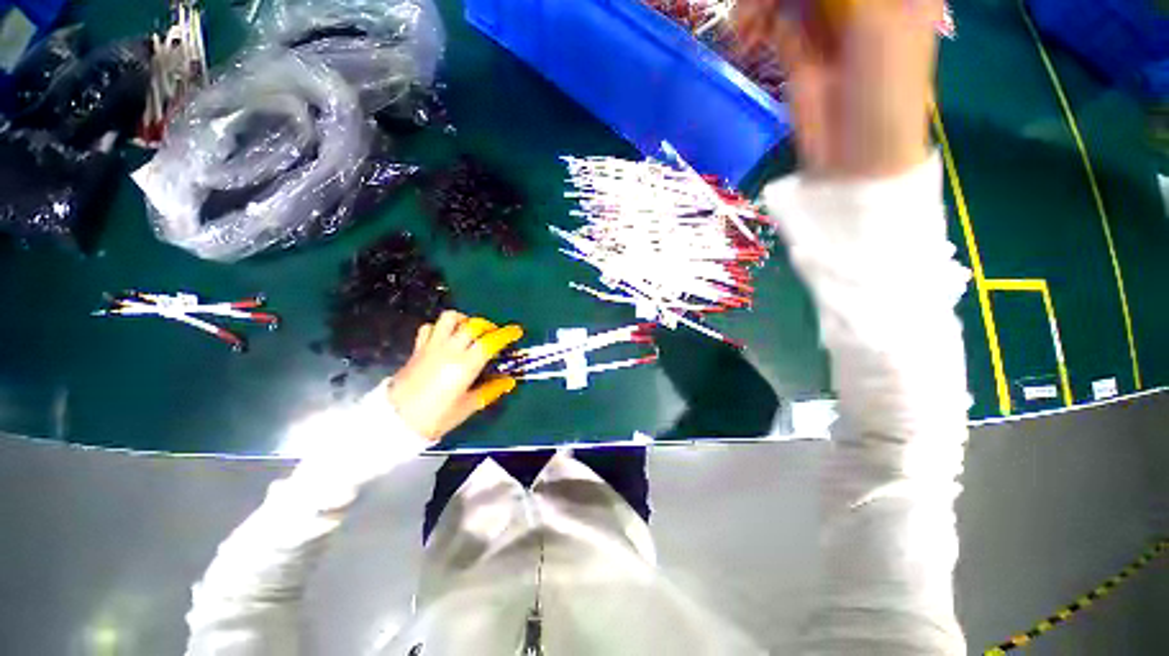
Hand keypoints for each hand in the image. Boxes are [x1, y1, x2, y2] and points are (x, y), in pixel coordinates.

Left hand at [387, 311, 522, 441]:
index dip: (506, 334)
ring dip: (465, 320)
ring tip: (470, 331)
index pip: (490, 341)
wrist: (395, 421)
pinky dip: (441, 328)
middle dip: (488, 326)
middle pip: (473, 324)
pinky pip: (430, 327)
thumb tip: (508, 381)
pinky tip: (446, 338)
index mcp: (465, 365)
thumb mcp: (468, 406)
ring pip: (450, 318)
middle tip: (494, 335)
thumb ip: (491, 391)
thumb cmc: (436, 417)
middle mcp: (450, 349)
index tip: (516, 331)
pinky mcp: (418, 348)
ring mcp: (432, 346)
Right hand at [734, 0, 942, 178]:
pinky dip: (756, 21)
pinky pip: (773, 18)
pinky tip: (747, 35)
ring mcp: (827, 16)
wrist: (855, 152)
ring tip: (746, 25)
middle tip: (761, 5)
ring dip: (762, 2)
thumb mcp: (875, 22)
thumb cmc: (884, 86)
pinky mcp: (799, 45)